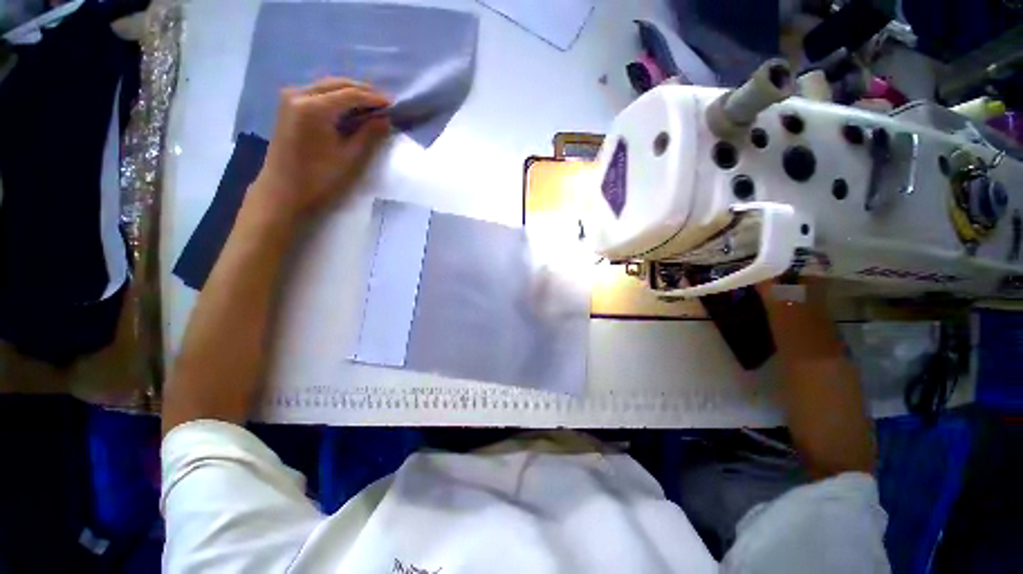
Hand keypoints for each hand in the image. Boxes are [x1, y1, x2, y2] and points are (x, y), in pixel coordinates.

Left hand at [248, 78, 390, 224]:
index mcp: (314, 107)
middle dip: (362, 91)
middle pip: (337, 84)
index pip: (350, 94)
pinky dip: (336, 96)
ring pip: (327, 86)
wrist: (284, 189)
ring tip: (370, 104)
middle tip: (383, 102)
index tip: (393, 103)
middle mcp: (299, 94)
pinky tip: (349, 107)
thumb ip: (369, 135)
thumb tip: (385, 119)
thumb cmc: (319, 178)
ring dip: (349, 92)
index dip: (373, 98)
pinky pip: (317, 92)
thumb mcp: (350, 158)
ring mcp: (290, 97)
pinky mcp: (288, 105)